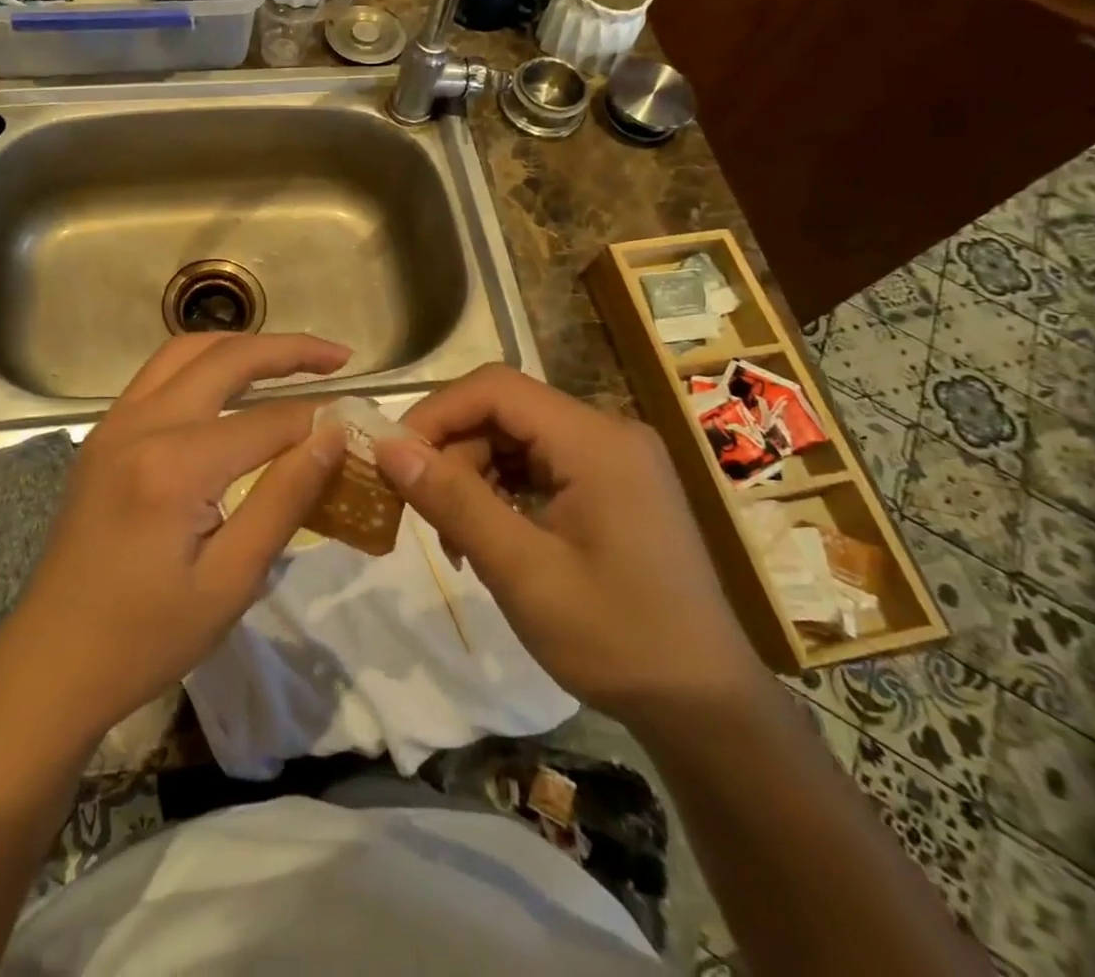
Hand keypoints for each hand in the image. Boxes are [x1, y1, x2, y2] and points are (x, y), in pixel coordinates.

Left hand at [1, 332, 349, 743]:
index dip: (319, 420)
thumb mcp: (231, 581)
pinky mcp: (104, 436)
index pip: (268, 421)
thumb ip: (284, 498)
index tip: (358, 425)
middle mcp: (141, 424)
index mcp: (175, 464)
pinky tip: (231, 386)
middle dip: (288, 350)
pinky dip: (204, 364)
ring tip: (290, 360)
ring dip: (241, 345)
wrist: (52, 662)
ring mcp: (115, 424)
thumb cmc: (146, 637)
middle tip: (339, 357)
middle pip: (225, 358)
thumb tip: (332, 435)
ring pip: (185, 351)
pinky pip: (159, 375)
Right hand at [373, 364, 765, 727]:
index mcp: (595, 440)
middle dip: (453, 454)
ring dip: (473, 477)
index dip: (436, 413)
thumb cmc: (617, 639)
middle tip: (427, 516)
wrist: (707, 708)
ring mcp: (613, 459)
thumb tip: (387, 446)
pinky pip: (538, 465)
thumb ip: (453, 500)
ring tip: (457, 539)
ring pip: (515, 438)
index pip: (496, 388)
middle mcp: (607, 433)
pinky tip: (490, 538)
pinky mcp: (612, 485)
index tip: (395, 459)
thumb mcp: (522, 571)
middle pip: (503, 412)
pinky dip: (502, 493)